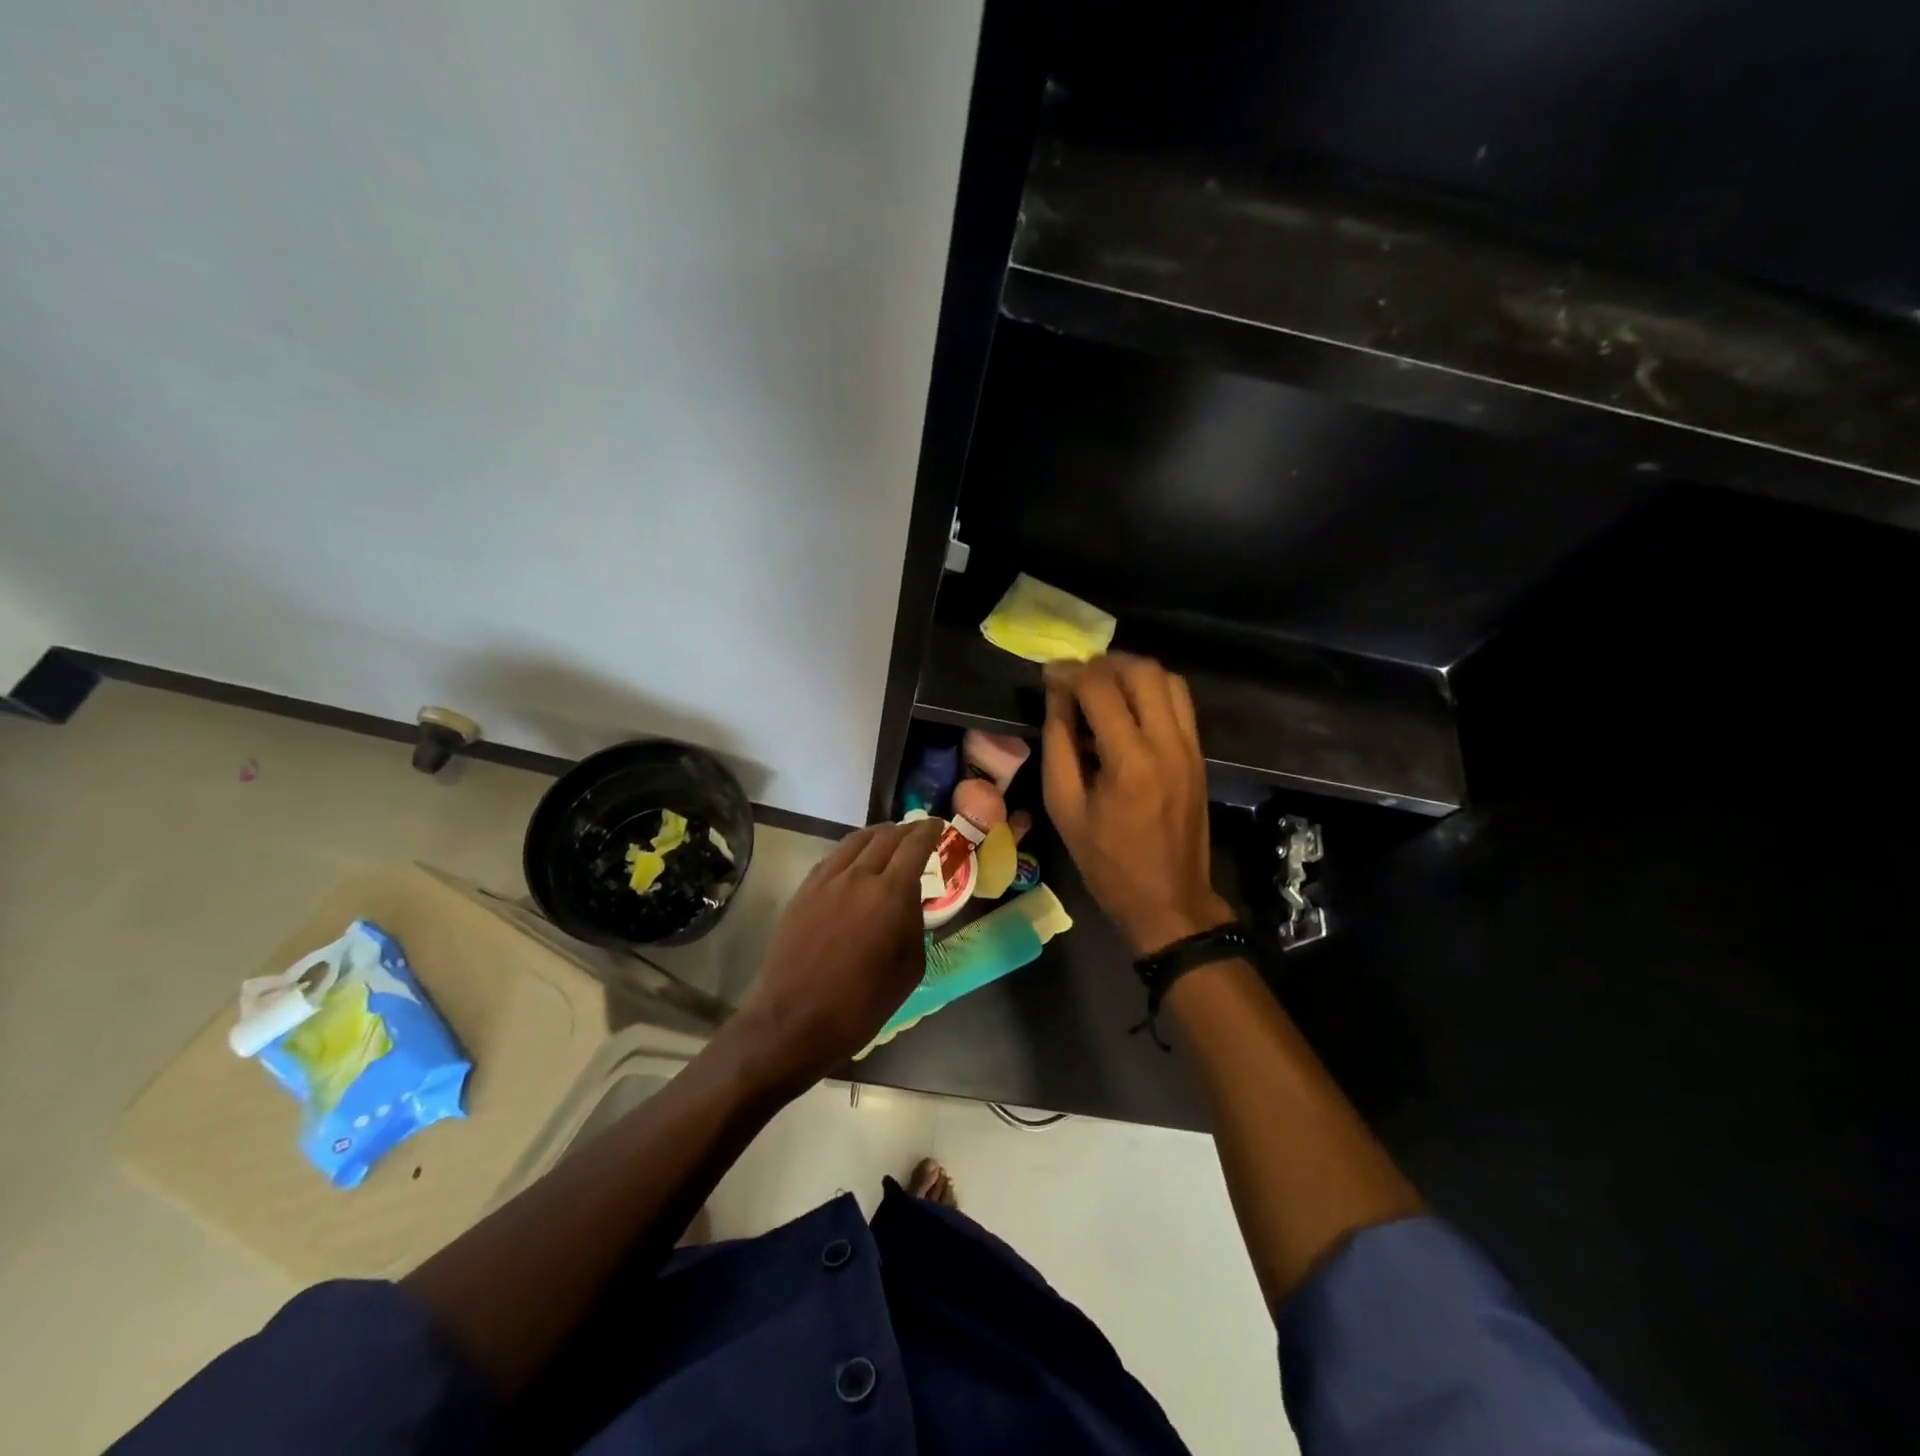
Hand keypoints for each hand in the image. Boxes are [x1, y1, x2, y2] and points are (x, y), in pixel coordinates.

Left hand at [731, 818, 941, 1088]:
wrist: (794, 1020)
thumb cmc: (860, 1004)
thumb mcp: (908, 970)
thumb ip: (914, 925)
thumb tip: (910, 901)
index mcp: (890, 894)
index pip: (914, 847)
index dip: (929, 831)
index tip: (938, 825)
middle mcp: (858, 876)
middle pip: (886, 837)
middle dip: (906, 830)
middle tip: (918, 832)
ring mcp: (826, 881)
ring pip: (856, 841)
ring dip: (878, 834)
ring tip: (889, 839)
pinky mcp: (804, 891)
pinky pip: (833, 858)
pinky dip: (852, 850)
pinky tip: (856, 861)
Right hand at [1043, 654, 1232, 954]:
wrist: (1169, 900)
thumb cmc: (1107, 862)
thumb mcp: (1064, 808)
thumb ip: (1058, 746)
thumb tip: (1057, 699)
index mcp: (1130, 761)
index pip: (1100, 689)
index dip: (1070, 674)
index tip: (1049, 676)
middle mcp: (1168, 743)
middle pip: (1142, 671)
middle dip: (1103, 664)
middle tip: (1076, 678)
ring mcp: (1190, 747)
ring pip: (1168, 679)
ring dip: (1132, 673)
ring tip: (1102, 687)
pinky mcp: (1199, 755)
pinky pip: (1180, 703)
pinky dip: (1153, 691)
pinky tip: (1128, 708)